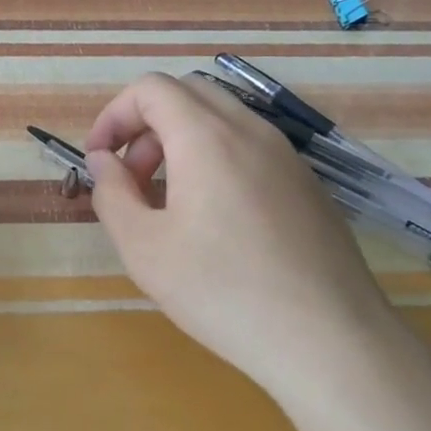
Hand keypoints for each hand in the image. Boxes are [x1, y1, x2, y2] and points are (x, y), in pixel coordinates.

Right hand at [84, 73, 388, 383]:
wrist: (330, 343)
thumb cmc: (223, 292)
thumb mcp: (143, 248)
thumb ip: (111, 193)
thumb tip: (104, 161)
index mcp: (207, 137)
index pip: (151, 88)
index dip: (114, 115)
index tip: (99, 160)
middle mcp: (251, 131)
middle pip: (187, 93)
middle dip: (146, 124)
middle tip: (132, 178)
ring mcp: (286, 157)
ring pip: (221, 119)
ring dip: (181, 142)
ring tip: (168, 203)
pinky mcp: (308, 185)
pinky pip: (250, 148)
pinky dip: (216, 159)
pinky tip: (215, 222)